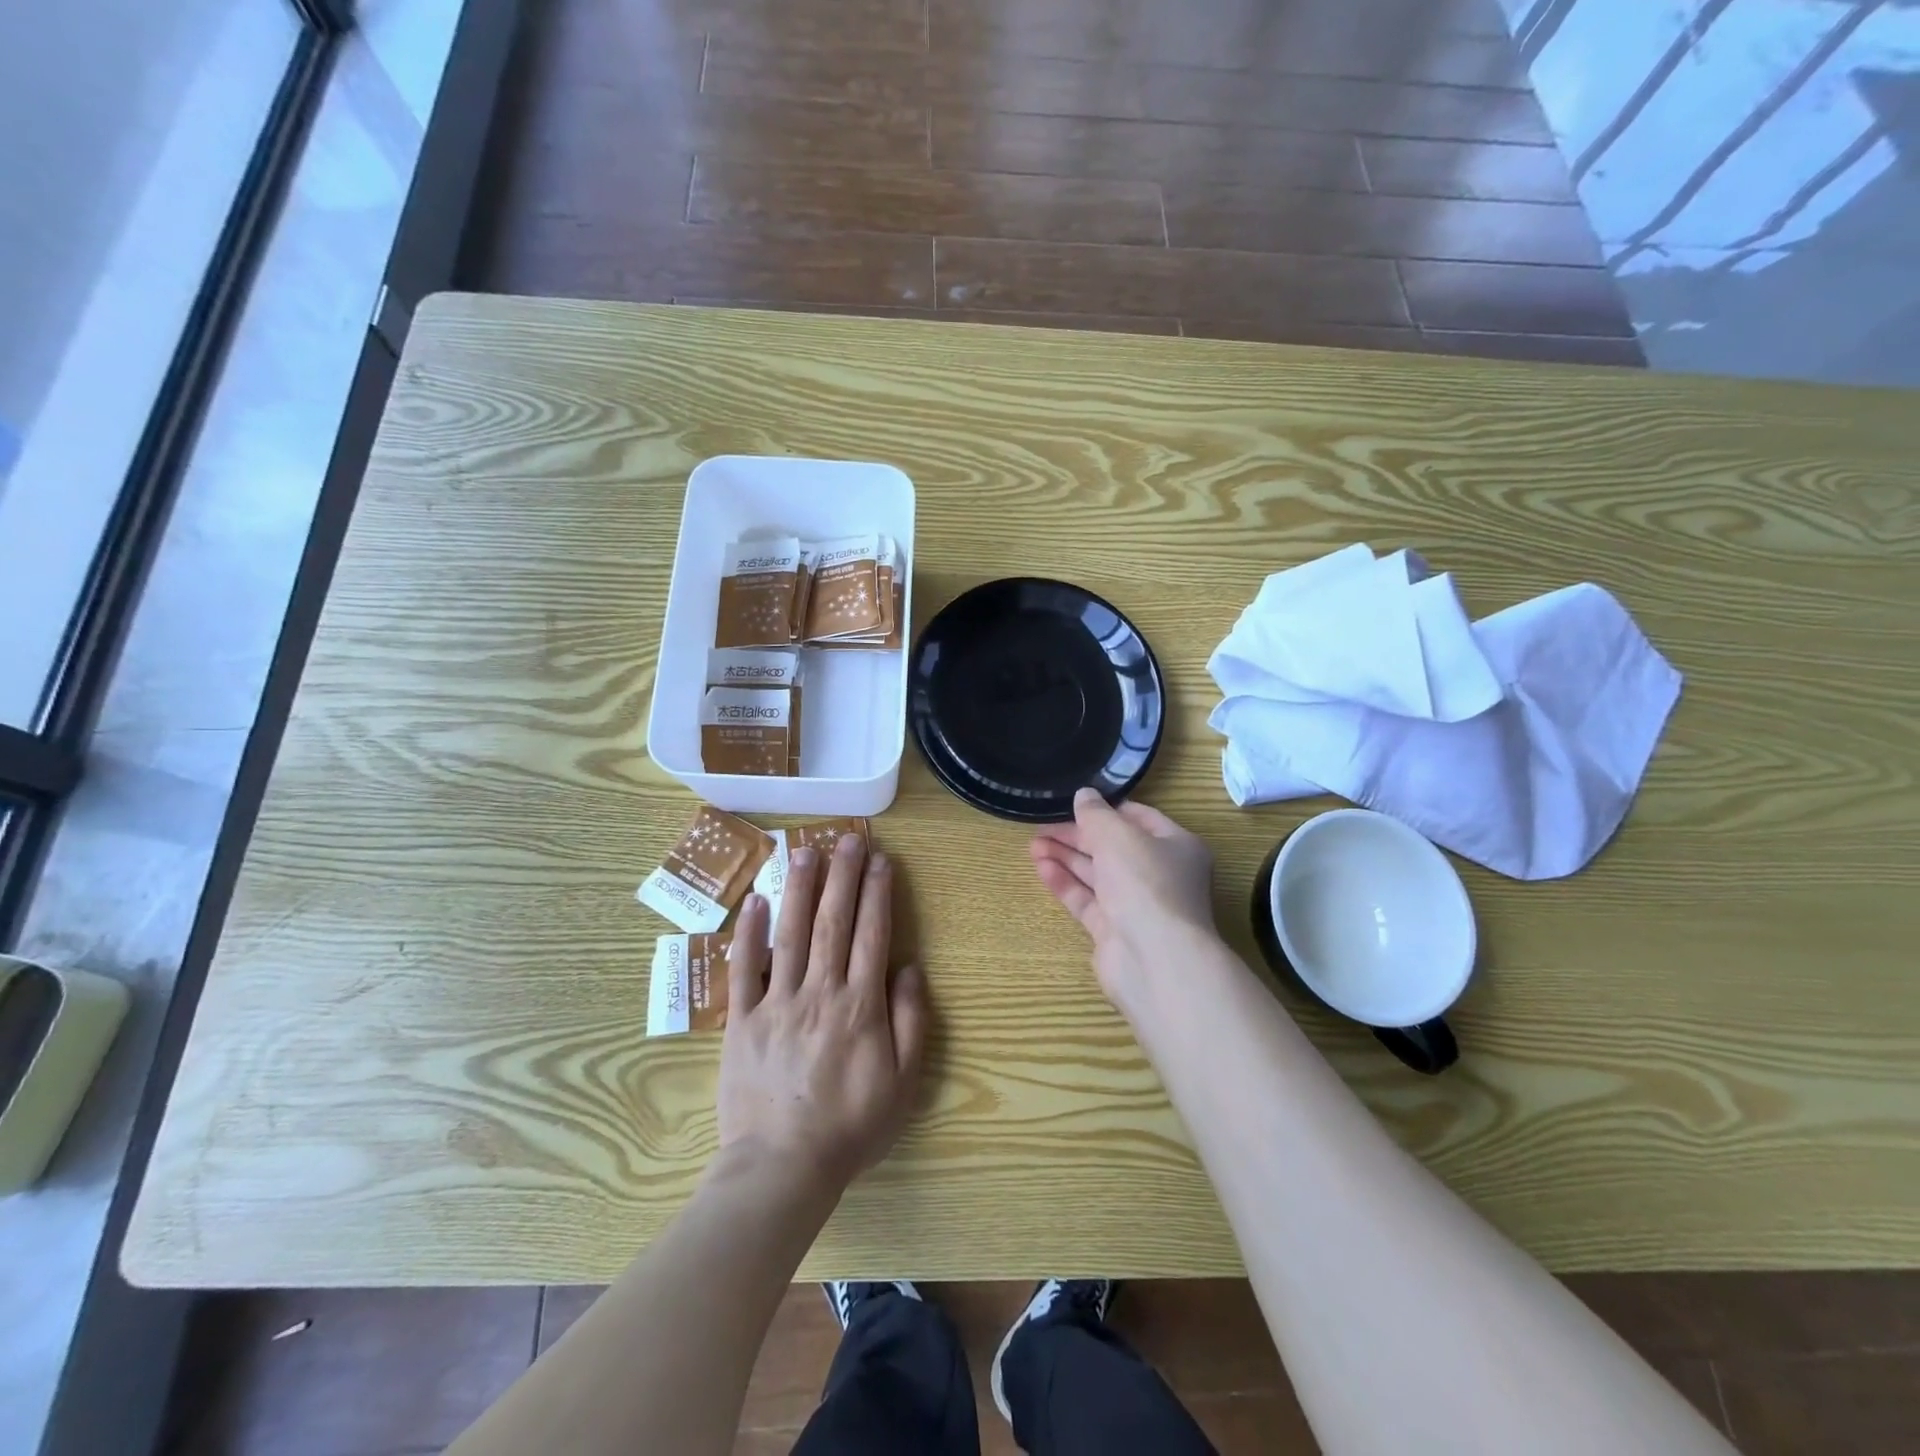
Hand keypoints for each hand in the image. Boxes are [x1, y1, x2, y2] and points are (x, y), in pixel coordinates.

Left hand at [717, 834, 927, 1190]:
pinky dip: (748, 933)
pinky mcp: (742, 1020)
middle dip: (842, 876)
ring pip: (791, 934)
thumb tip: (909, 967)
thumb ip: (910, 1020)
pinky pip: (745, 969)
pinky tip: (755, 900)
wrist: (782, 1168)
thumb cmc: (850, 1127)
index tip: (881, 860)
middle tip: (846, 838)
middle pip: (833, 922)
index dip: (877, 893)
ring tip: (806, 851)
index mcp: (860, 1005)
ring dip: (800, 889)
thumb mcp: (904, 1083)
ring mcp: (777, 1003)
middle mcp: (820, 992)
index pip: (872, 934)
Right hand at [1030, 788, 1218, 1013]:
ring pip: (1097, 874)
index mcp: (1176, 846)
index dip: (1106, 809)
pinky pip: (1087, 900)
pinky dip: (1066, 883)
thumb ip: (1096, 814)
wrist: (1155, 959)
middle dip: (1078, 835)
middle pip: (1114, 847)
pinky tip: (1042, 868)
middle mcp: (1160, 874)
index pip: (1139, 818)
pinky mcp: (1115, 930)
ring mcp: (1137, 905)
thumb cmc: (1145, 883)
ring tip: (1033, 845)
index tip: (1074, 803)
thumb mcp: (1118, 835)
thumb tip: (1084, 795)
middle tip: (1042, 826)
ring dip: (1067, 857)